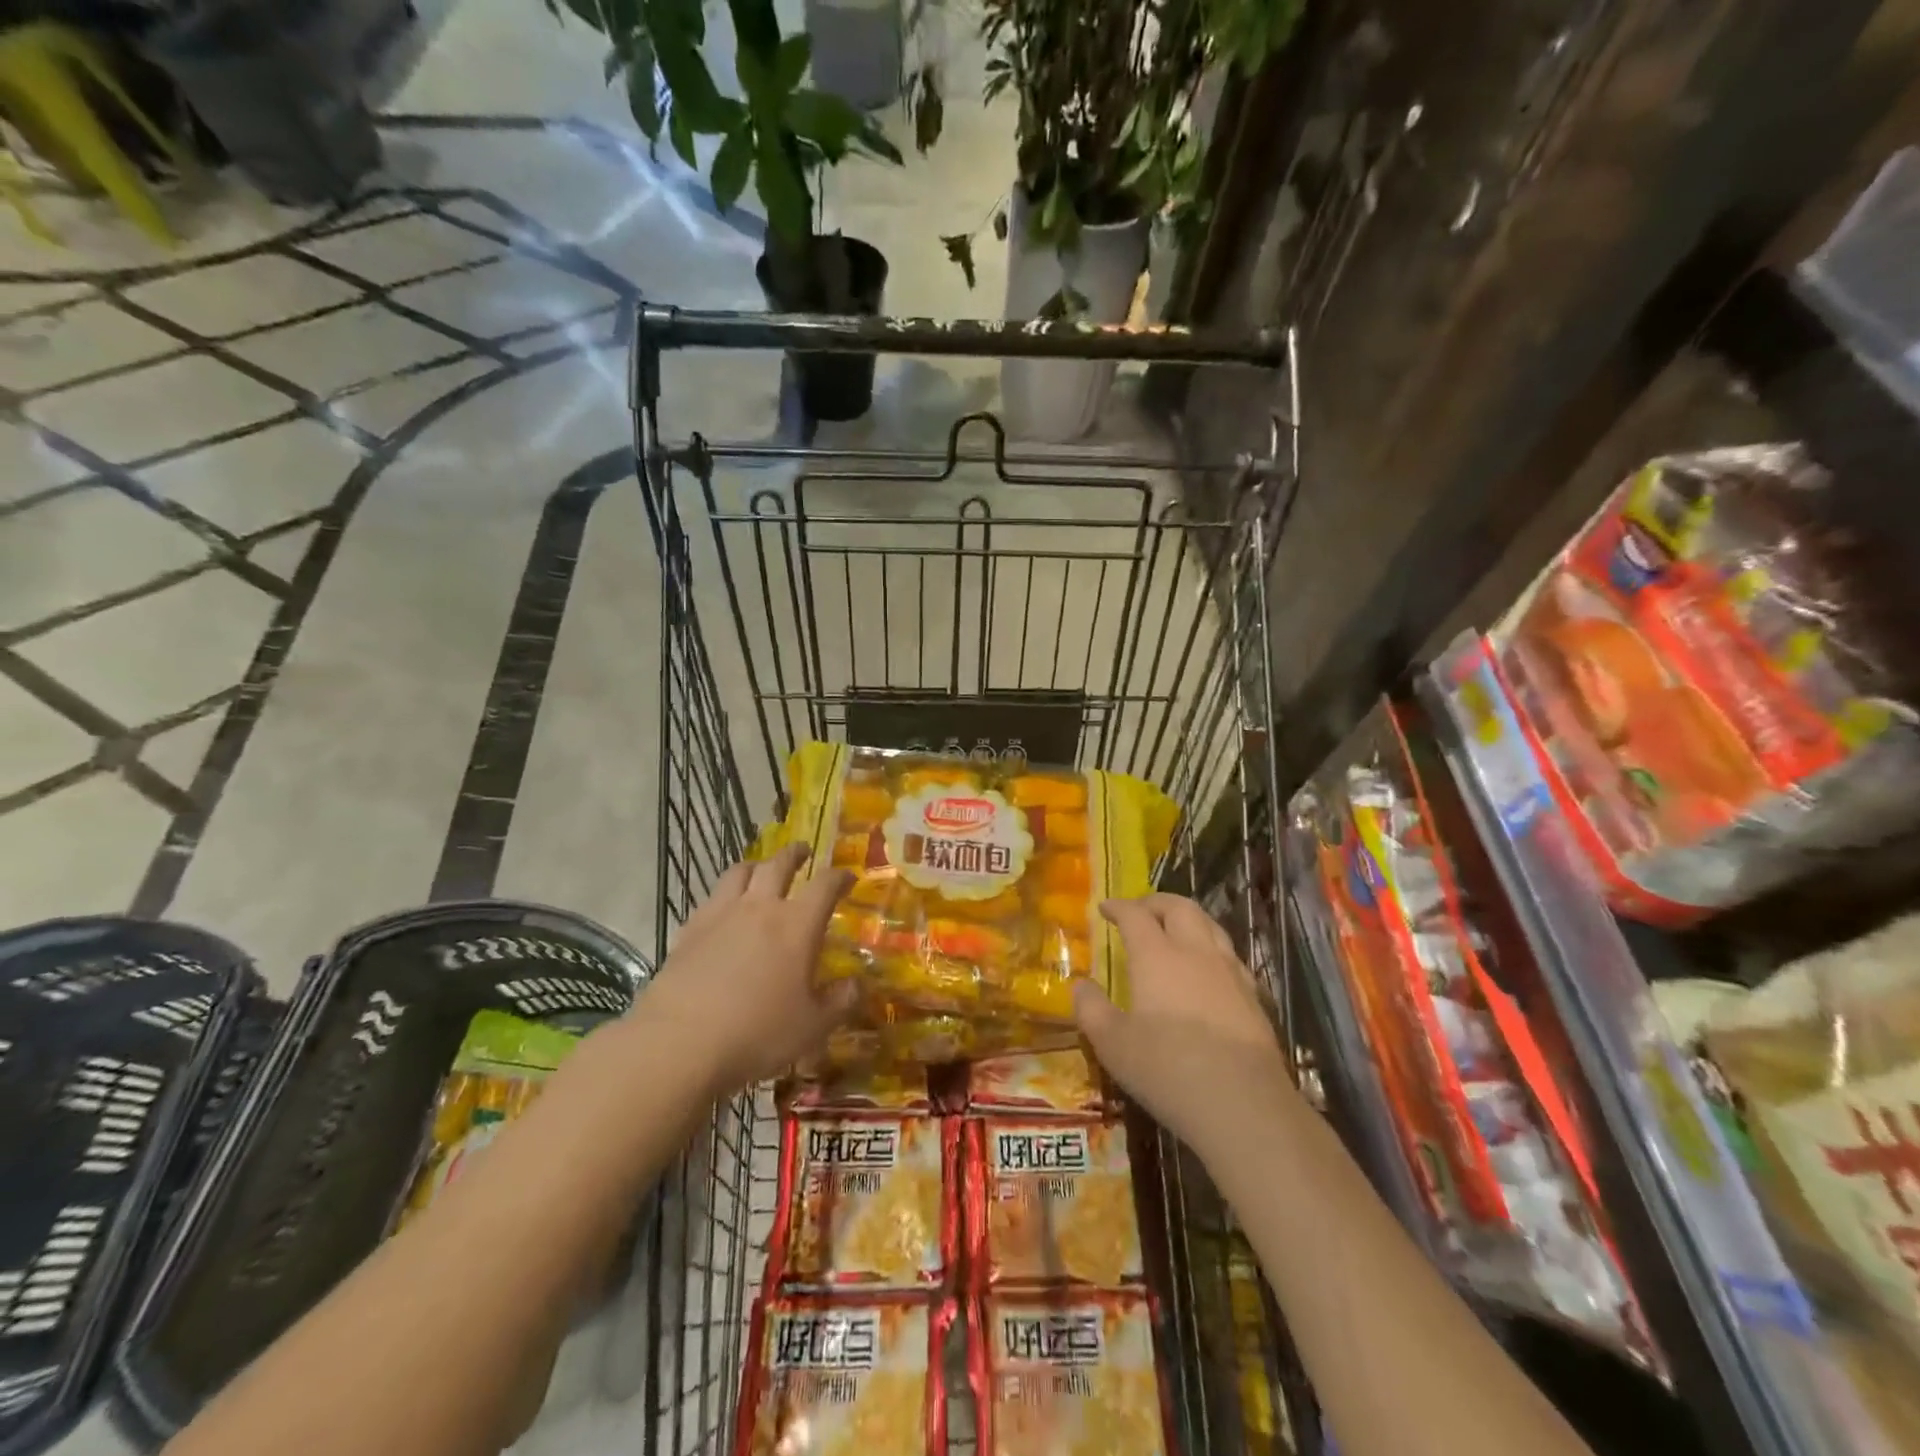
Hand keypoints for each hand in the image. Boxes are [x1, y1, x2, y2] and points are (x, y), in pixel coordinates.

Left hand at [635, 845, 855, 1096]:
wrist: (679, 1042)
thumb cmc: (758, 1033)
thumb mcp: (812, 1027)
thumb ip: (839, 1002)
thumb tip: (856, 986)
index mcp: (797, 924)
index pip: (825, 885)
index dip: (839, 877)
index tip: (848, 877)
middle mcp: (760, 908)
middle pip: (778, 865)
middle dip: (794, 854)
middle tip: (803, 851)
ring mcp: (720, 915)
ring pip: (739, 872)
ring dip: (756, 865)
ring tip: (761, 869)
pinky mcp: (689, 931)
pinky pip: (711, 899)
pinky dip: (724, 895)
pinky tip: (724, 910)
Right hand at [1072, 893, 1291, 1168]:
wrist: (1243, 1104)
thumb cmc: (1167, 1069)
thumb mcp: (1112, 1044)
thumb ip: (1091, 1009)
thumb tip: (1080, 985)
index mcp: (1157, 955)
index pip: (1135, 915)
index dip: (1118, 907)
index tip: (1105, 907)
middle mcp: (1195, 952)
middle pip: (1179, 907)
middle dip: (1156, 902)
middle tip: (1139, 910)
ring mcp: (1230, 971)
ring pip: (1210, 925)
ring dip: (1187, 918)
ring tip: (1173, 930)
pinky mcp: (1253, 996)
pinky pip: (1229, 954)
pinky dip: (1210, 947)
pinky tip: (1206, 969)